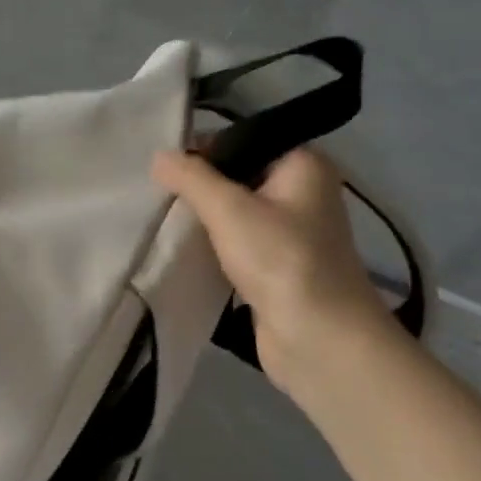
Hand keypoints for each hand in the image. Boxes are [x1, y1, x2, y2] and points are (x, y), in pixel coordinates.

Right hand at [152, 145, 393, 394]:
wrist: (321, 342)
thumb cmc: (281, 261)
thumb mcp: (229, 209)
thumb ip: (190, 177)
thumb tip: (159, 156)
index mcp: (303, 164)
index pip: (242, 139)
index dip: (202, 149)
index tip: (164, 168)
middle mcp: (302, 192)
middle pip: (237, 175)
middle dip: (199, 186)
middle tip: (158, 194)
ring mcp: (292, 233)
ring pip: (236, 212)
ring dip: (204, 218)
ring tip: (164, 219)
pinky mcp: (278, 267)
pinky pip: (238, 243)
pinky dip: (214, 245)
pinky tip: (183, 249)